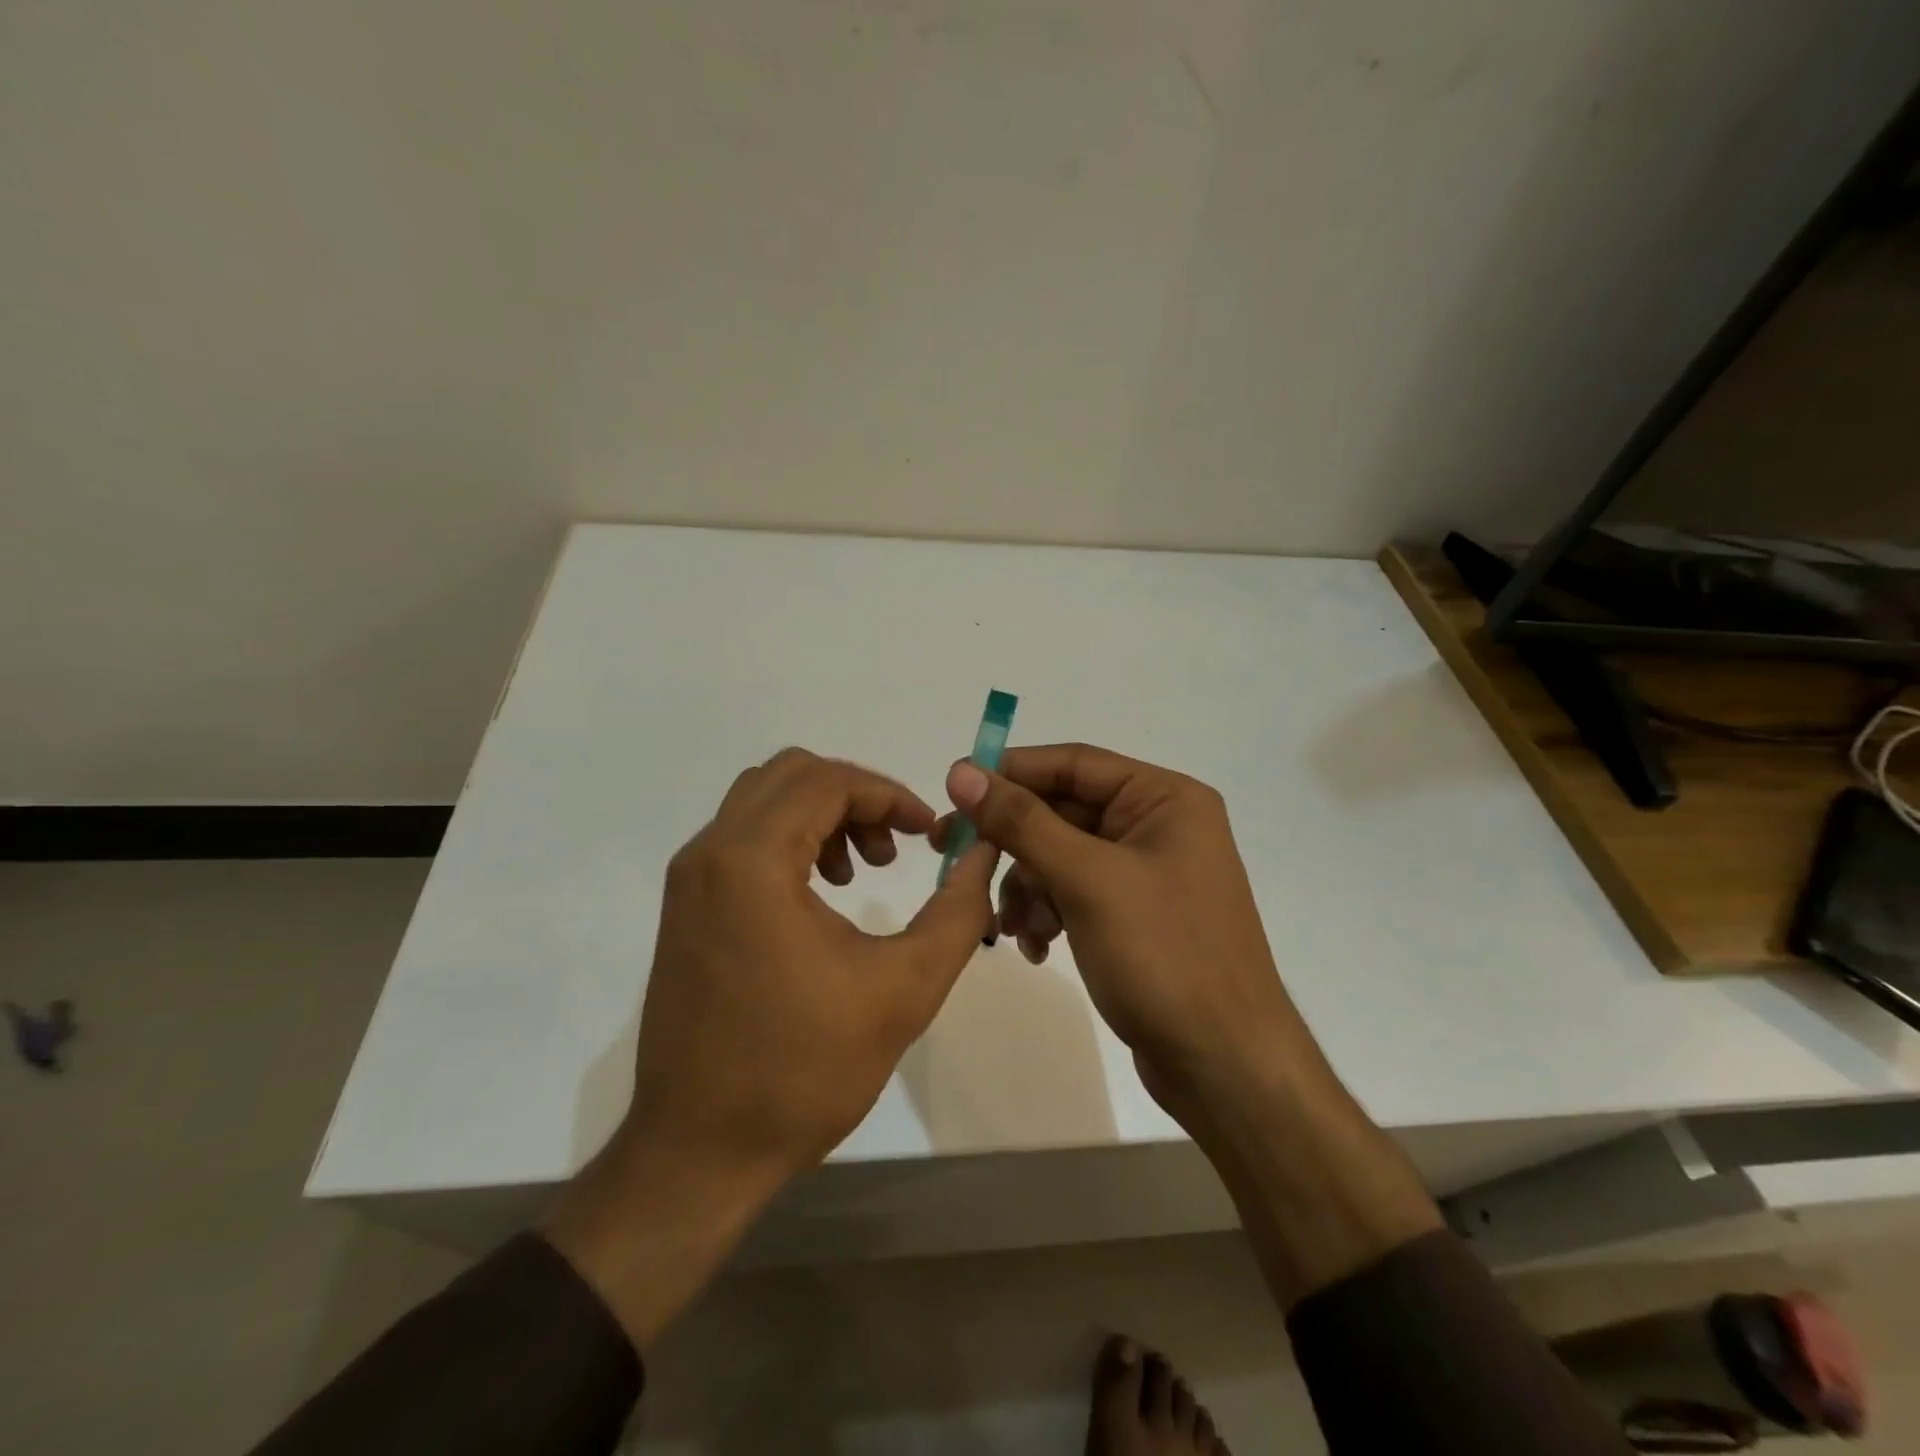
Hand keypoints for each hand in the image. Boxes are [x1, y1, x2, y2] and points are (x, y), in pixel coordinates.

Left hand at [546, 748, 996, 1348]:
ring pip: (763, 802)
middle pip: (791, 775)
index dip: (889, 794)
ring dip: (822, 815)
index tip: (929, 832)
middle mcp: (709, 852)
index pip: (828, 781)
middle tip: (896, 846)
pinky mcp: (685, 907)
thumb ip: (957, 912)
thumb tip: (982, 853)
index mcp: (751, 860)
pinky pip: (743, 839)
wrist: (697, 1153)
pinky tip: (822, 894)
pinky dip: (790, 841)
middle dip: (856, 797)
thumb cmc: (803, 1070)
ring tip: (863, 870)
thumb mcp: (904, 988)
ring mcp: (689, 879)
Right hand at [939, 744, 1309, 1091]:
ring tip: (1011, 927)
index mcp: (1164, 798)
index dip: (1010, 771)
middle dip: (1013, 842)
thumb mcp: (1087, 879)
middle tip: (954, 853)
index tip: (954, 787)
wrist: (1225, 1066)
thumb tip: (961, 771)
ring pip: (1060, 856)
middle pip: (1062, 812)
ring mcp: (1145, 873)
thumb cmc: (1164, 955)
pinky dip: (1047, 913)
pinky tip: (1035, 947)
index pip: (1073, 764)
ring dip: (1027, 886)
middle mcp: (1157, 826)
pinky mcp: (1133, 915)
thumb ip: (1022, 821)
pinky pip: (1073, 893)